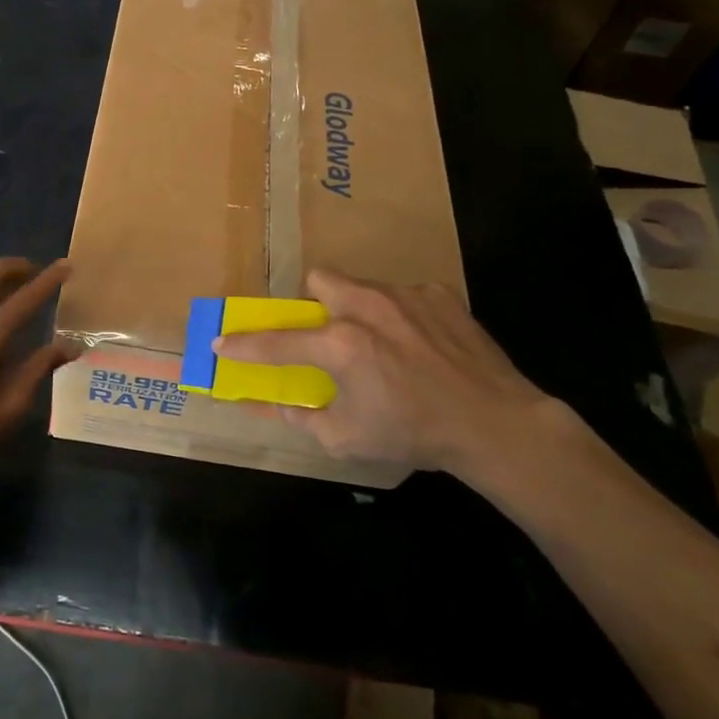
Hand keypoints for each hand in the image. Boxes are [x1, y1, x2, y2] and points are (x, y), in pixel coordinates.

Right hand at [212, 270, 574, 480]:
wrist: (496, 424)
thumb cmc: (415, 435)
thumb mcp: (346, 439)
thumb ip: (301, 418)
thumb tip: (274, 405)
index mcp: (340, 344)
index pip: (276, 341)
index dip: (243, 344)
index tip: (221, 343)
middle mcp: (367, 307)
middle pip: (319, 279)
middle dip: (312, 302)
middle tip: (325, 333)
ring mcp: (406, 295)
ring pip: (361, 285)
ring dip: (356, 308)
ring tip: (380, 342)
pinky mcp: (439, 294)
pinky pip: (403, 295)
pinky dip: (399, 315)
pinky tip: (419, 345)